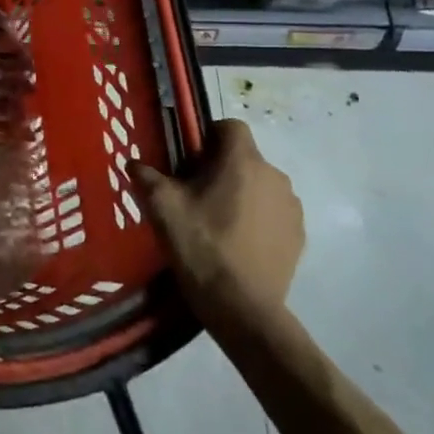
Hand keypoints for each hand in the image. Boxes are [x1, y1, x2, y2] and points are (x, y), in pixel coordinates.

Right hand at [131, 118, 303, 312]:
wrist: (242, 307)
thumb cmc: (200, 245)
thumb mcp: (162, 206)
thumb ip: (146, 176)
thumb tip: (134, 163)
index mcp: (242, 161)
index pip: (230, 126)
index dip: (208, 136)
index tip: (189, 160)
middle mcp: (274, 176)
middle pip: (244, 157)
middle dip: (221, 168)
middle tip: (194, 194)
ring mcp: (291, 207)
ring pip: (260, 185)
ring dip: (241, 193)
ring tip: (217, 221)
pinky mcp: (298, 235)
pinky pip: (273, 212)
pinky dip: (257, 217)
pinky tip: (237, 242)